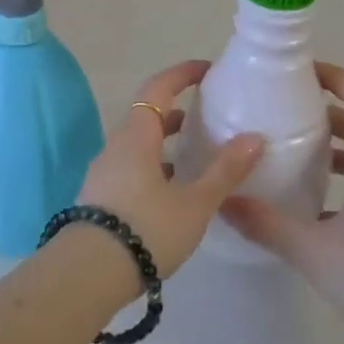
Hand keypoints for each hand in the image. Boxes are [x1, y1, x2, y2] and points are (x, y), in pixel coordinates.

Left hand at [75, 61, 264, 276]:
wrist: (89, 273)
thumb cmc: (147, 228)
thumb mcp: (194, 202)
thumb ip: (224, 170)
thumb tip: (254, 137)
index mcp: (136, 135)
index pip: (158, 88)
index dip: (182, 74)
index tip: (207, 70)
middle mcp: (116, 146)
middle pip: (147, 116)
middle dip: (178, 111)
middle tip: (209, 116)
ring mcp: (105, 172)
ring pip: (140, 145)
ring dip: (166, 142)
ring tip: (197, 154)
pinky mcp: (101, 196)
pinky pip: (132, 167)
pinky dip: (156, 166)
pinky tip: (175, 191)